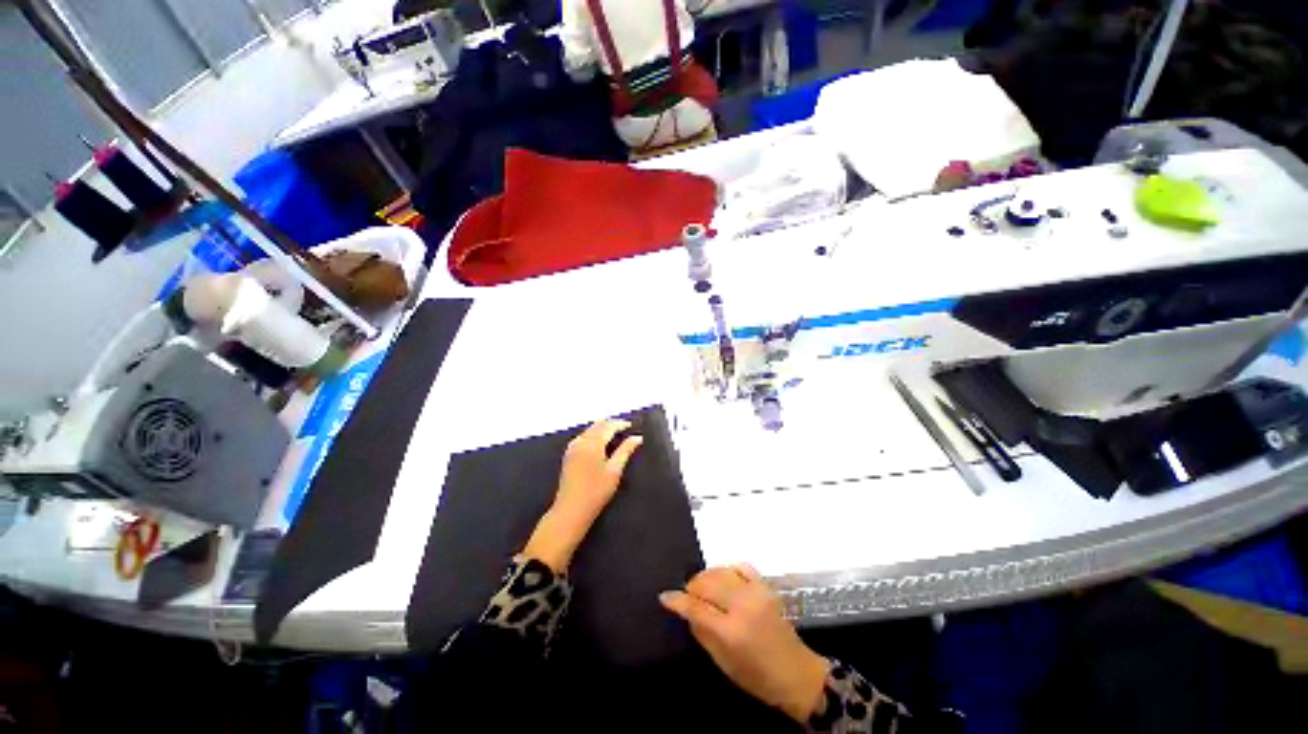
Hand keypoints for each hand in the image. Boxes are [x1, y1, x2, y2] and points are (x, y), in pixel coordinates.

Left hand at [523, 419, 642, 571]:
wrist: (570, 510)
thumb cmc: (596, 492)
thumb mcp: (615, 471)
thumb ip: (626, 451)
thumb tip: (637, 437)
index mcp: (593, 443)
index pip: (608, 426)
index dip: (620, 424)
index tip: (631, 425)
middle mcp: (581, 441)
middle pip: (597, 425)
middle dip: (611, 424)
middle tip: (624, 428)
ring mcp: (572, 448)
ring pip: (589, 430)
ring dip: (601, 428)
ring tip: (614, 434)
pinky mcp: (568, 455)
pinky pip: (582, 437)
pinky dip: (593, 435)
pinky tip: (599, 443)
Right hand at [660, 565, 829, 722]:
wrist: (796, 673)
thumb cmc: (757, 677)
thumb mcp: (723, 663)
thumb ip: (702, 633)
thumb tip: (686, 612)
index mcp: (730, 631)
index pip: (696, 607)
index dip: (677, 600)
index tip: (664, 596)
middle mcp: (742, 606)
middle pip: (706, 584)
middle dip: (691, 587)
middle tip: (686, 596)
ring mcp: (755, 592)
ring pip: (720, 572)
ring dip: (706, 577)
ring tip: (701, 587)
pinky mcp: (765, 586)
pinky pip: (740, 566)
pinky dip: (727, 569)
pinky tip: (722, 577)